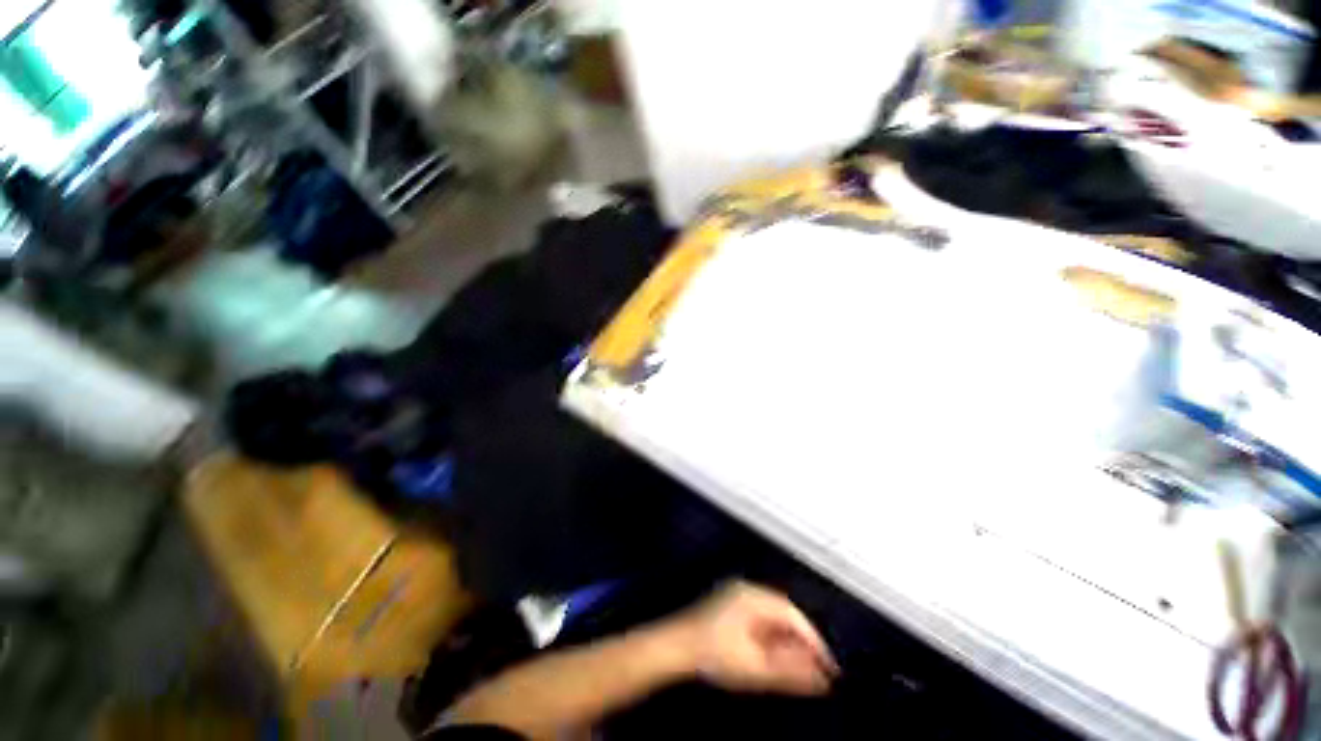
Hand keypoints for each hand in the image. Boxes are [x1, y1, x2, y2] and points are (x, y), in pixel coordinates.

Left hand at [663, 581, 838, 695]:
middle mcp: (746, 591)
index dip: (814, 642)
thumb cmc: (715, 655)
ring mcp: (735, 597)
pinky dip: (771, 639)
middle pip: (784, 615)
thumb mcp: (756, 667)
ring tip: (798, 669)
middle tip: (816, 671)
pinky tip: (774, 658)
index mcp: (754, 597)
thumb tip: (822, 678)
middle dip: (801, 643)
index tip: (829, 667)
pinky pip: (759, 621)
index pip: (794, 615)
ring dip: (786, 642)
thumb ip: (791, 672)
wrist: (675, 648)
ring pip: (772, 618)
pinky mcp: (727, 608)